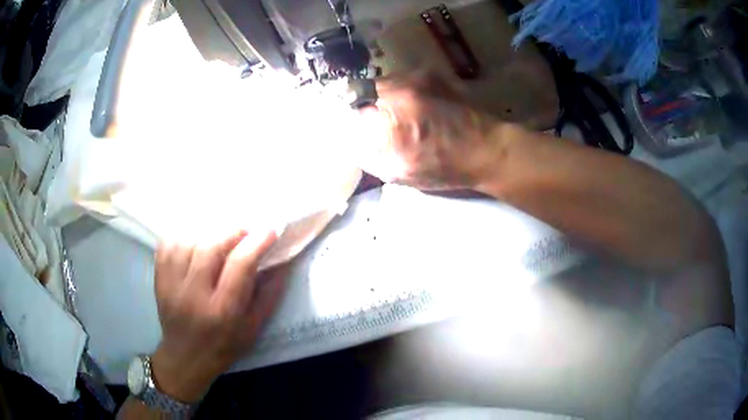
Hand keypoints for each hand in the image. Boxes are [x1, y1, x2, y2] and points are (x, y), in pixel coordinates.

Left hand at [150, 231, 286, 402]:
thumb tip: (283, 262)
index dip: (257, 243)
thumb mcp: (253, 328)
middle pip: (211, 247)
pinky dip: (183, 237)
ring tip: (219, 240)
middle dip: (232, 233)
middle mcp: (194, 295)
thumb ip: (269, 295)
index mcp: (223, 311)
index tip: (269, 231)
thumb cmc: (224, 345)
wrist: (185, 357)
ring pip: (188, 242)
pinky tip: (194, 243)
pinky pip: (167, 245)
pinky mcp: (159, 280)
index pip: (240, 265)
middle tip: (244, 233)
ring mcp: (172, 286)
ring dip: (208, 234)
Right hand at [357, 72, 503, 189]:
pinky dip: (398, 92)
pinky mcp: (430, 74)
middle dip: (363, 105)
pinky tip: (413, 108)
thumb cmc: (444, 167)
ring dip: (381, 97)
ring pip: (382, 83)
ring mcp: (417, 78)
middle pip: (362, 89)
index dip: (350, 119)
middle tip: (375, 122)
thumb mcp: (399, 173)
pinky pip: (401, 80)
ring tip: (397, 115)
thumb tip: (350, 140)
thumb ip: (367, 155)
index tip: (354, 127)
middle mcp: (401, 89)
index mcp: (392, 119)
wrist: (486, 148)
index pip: (350, 110)